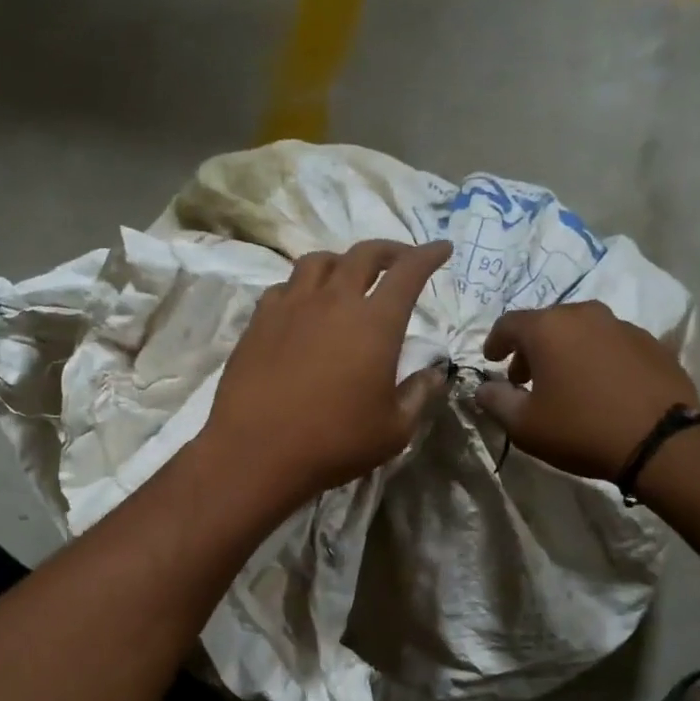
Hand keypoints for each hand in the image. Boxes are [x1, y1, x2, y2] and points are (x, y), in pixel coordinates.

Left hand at [204, 239, 452, 508]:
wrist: (257, 451)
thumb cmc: (335, 442)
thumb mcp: (395, 430)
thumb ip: (419, 395)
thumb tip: (434, 373)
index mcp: (375, 323)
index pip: (409, 272)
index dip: (429, 255)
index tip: (441, 248)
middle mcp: (334, 301)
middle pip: (364, 255)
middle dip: (390, 250)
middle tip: (401, 259)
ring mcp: (292, 307)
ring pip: (320, 261)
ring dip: (343, 261)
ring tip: (350, 276)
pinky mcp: (260, 321)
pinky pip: (285, 286)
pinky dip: (304, 286)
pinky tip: (305, 305)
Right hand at [476, 301, 699, 481]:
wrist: (660, 441)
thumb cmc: (581, 429)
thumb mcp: (525, 425)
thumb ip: (496, 401)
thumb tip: (484, 389)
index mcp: (548, 328)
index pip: (508, 324)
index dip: (495, 342)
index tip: (491, 360)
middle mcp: (585, 315)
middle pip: (547, 324)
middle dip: (531, 348)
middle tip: (525, 378)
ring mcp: (622, 326)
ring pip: (582, 331)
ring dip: (566, 351)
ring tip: (565, 382)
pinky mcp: (652, 343)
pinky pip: (612, 344)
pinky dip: (597, 358)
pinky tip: (601, 387)